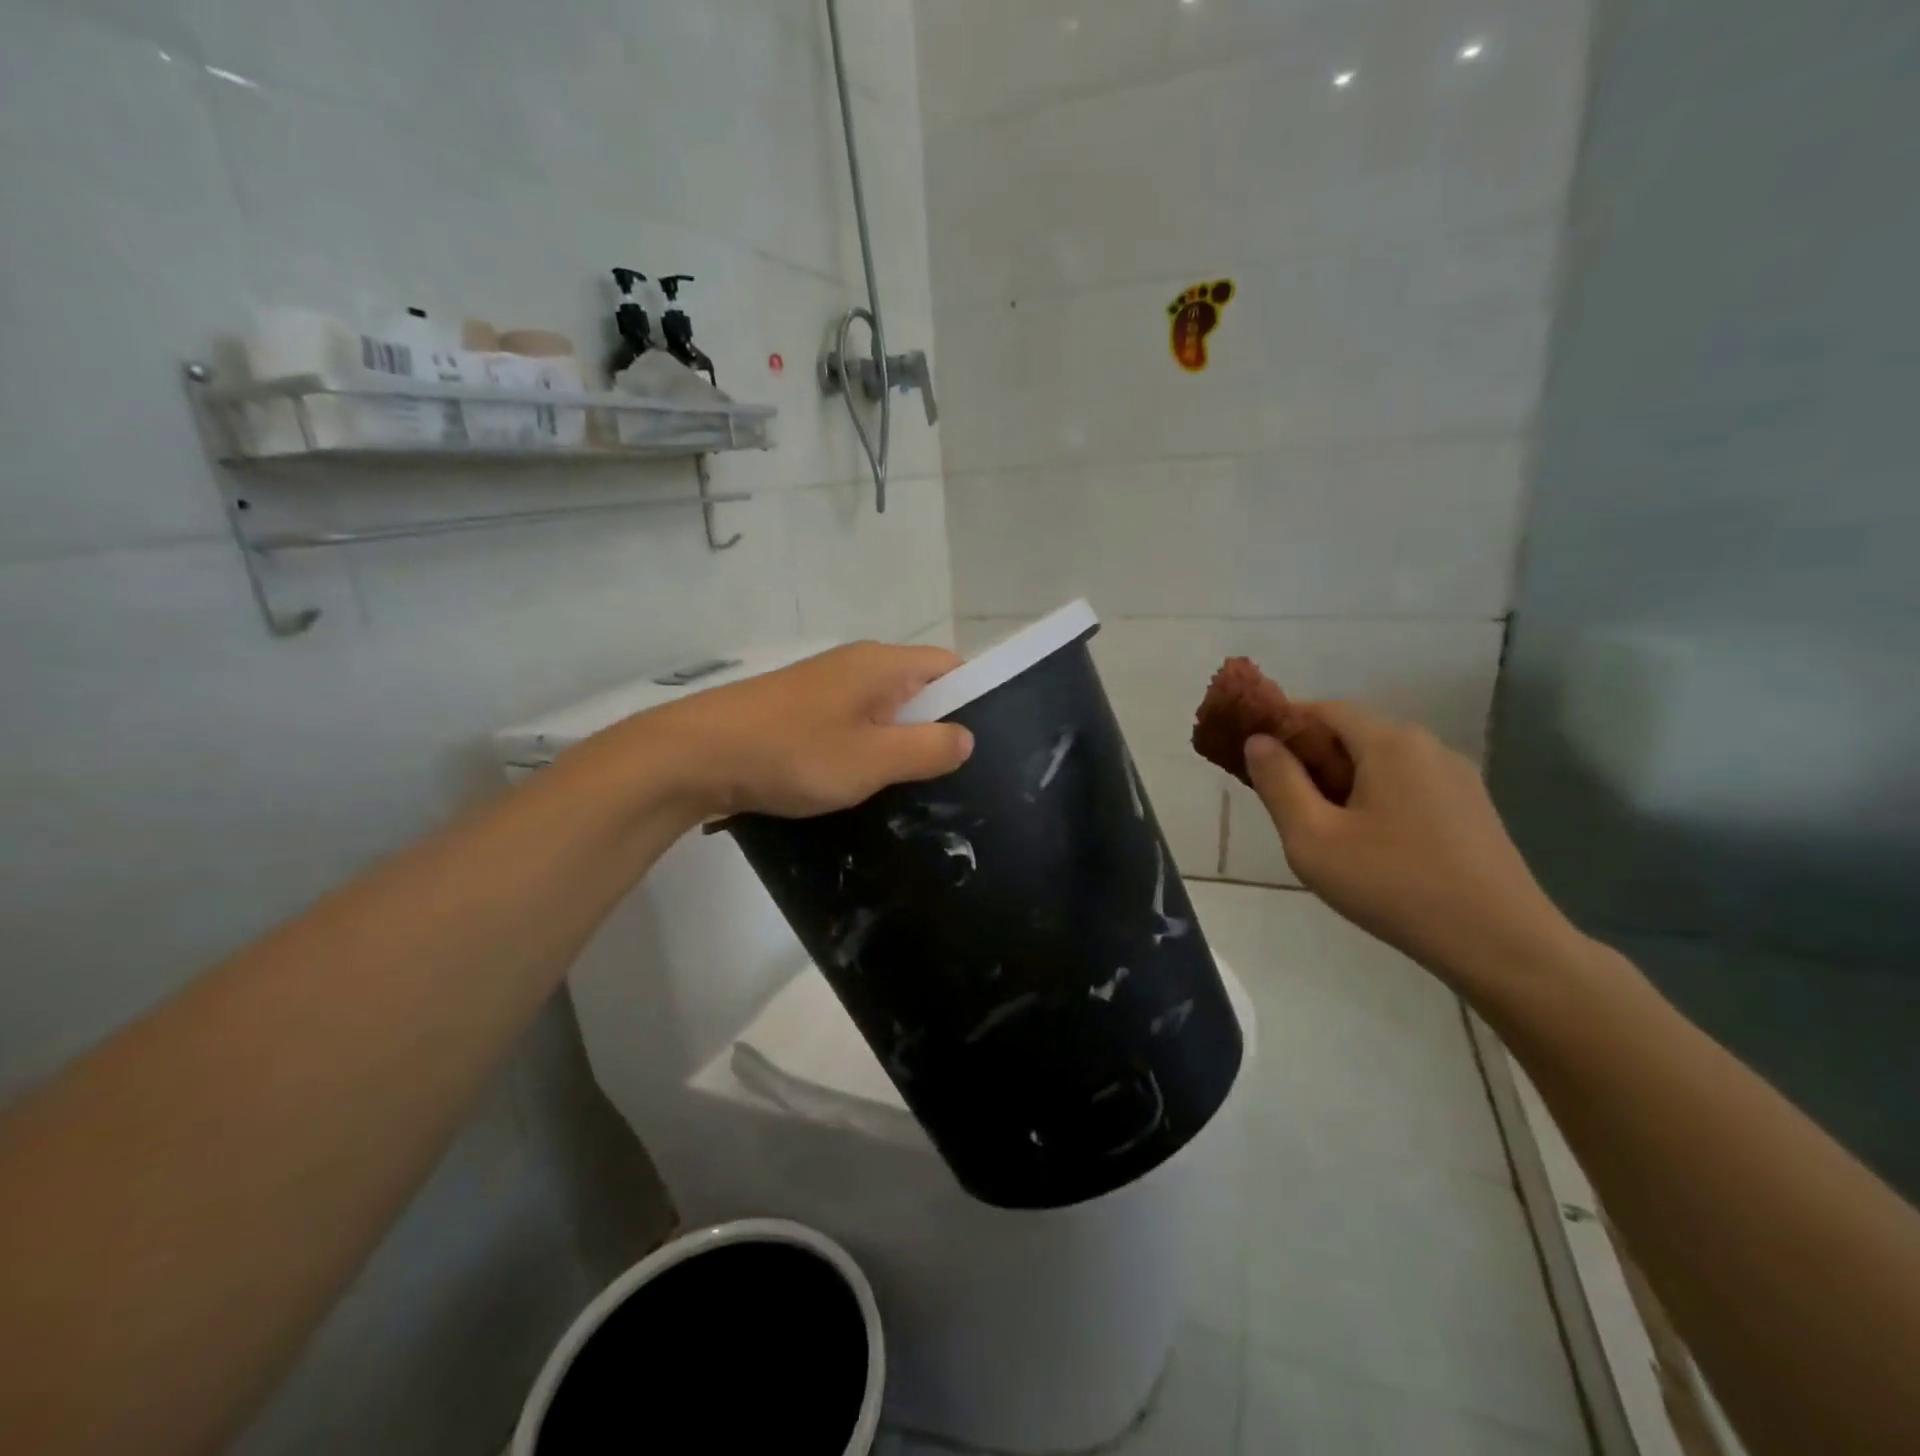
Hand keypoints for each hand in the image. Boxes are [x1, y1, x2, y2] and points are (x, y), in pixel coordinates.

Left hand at [639, 642, 974, 819]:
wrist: (696, 755)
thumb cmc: (793, 753)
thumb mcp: (872, 760)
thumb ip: (927, 749)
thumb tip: (967, 737)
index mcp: (883, 664)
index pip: (951, 667)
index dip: (975, 700)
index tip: (986, 745)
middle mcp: (859, 663)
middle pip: (919, 688)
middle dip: (938, 727)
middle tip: (955, 776)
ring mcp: (827, 684)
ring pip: (885, 708)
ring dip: (901, 741)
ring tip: (915, 785)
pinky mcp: (802, 707)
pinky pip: (855, 721)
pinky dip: (868, 745)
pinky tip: (865, 780)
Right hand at [1244, 703, 1576, 990]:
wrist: (1502, 945)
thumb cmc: (1394, 887)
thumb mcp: (1313, 839)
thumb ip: (1279, 783)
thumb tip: (1258, 741)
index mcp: (1389, 743)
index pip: (1322, 710)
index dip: (1282, 725)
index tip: (1253, 755)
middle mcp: (1427, 746)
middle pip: (1353, 734)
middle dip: (1310, 757)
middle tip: (1282, 801)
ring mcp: (1457, 777)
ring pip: (1380, 762)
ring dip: (1342, 781)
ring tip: (1323, 829)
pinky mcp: (1472, 807)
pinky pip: (1407, 785)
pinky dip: (1374, 798)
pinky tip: (1369, 845)